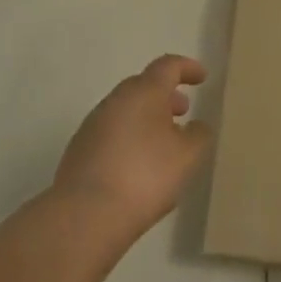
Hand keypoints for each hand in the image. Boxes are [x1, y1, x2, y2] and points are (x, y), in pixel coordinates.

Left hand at [54, 55, 213, 242]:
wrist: (85, 215)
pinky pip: (112, 133)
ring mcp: (93, 125)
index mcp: (144, 91)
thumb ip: (199, 135)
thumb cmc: (145, 175)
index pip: (167, 66)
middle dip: (166, 95)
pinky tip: (139, 165)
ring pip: (126, 110)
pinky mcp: (79, 150)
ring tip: (164, 143)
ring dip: (147, 118)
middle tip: (184, 111)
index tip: (201, 78)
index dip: (187, 68)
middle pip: (144, 86)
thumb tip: (196, 126)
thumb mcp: (188, 156)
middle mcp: (116, 100)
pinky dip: (130, 138)